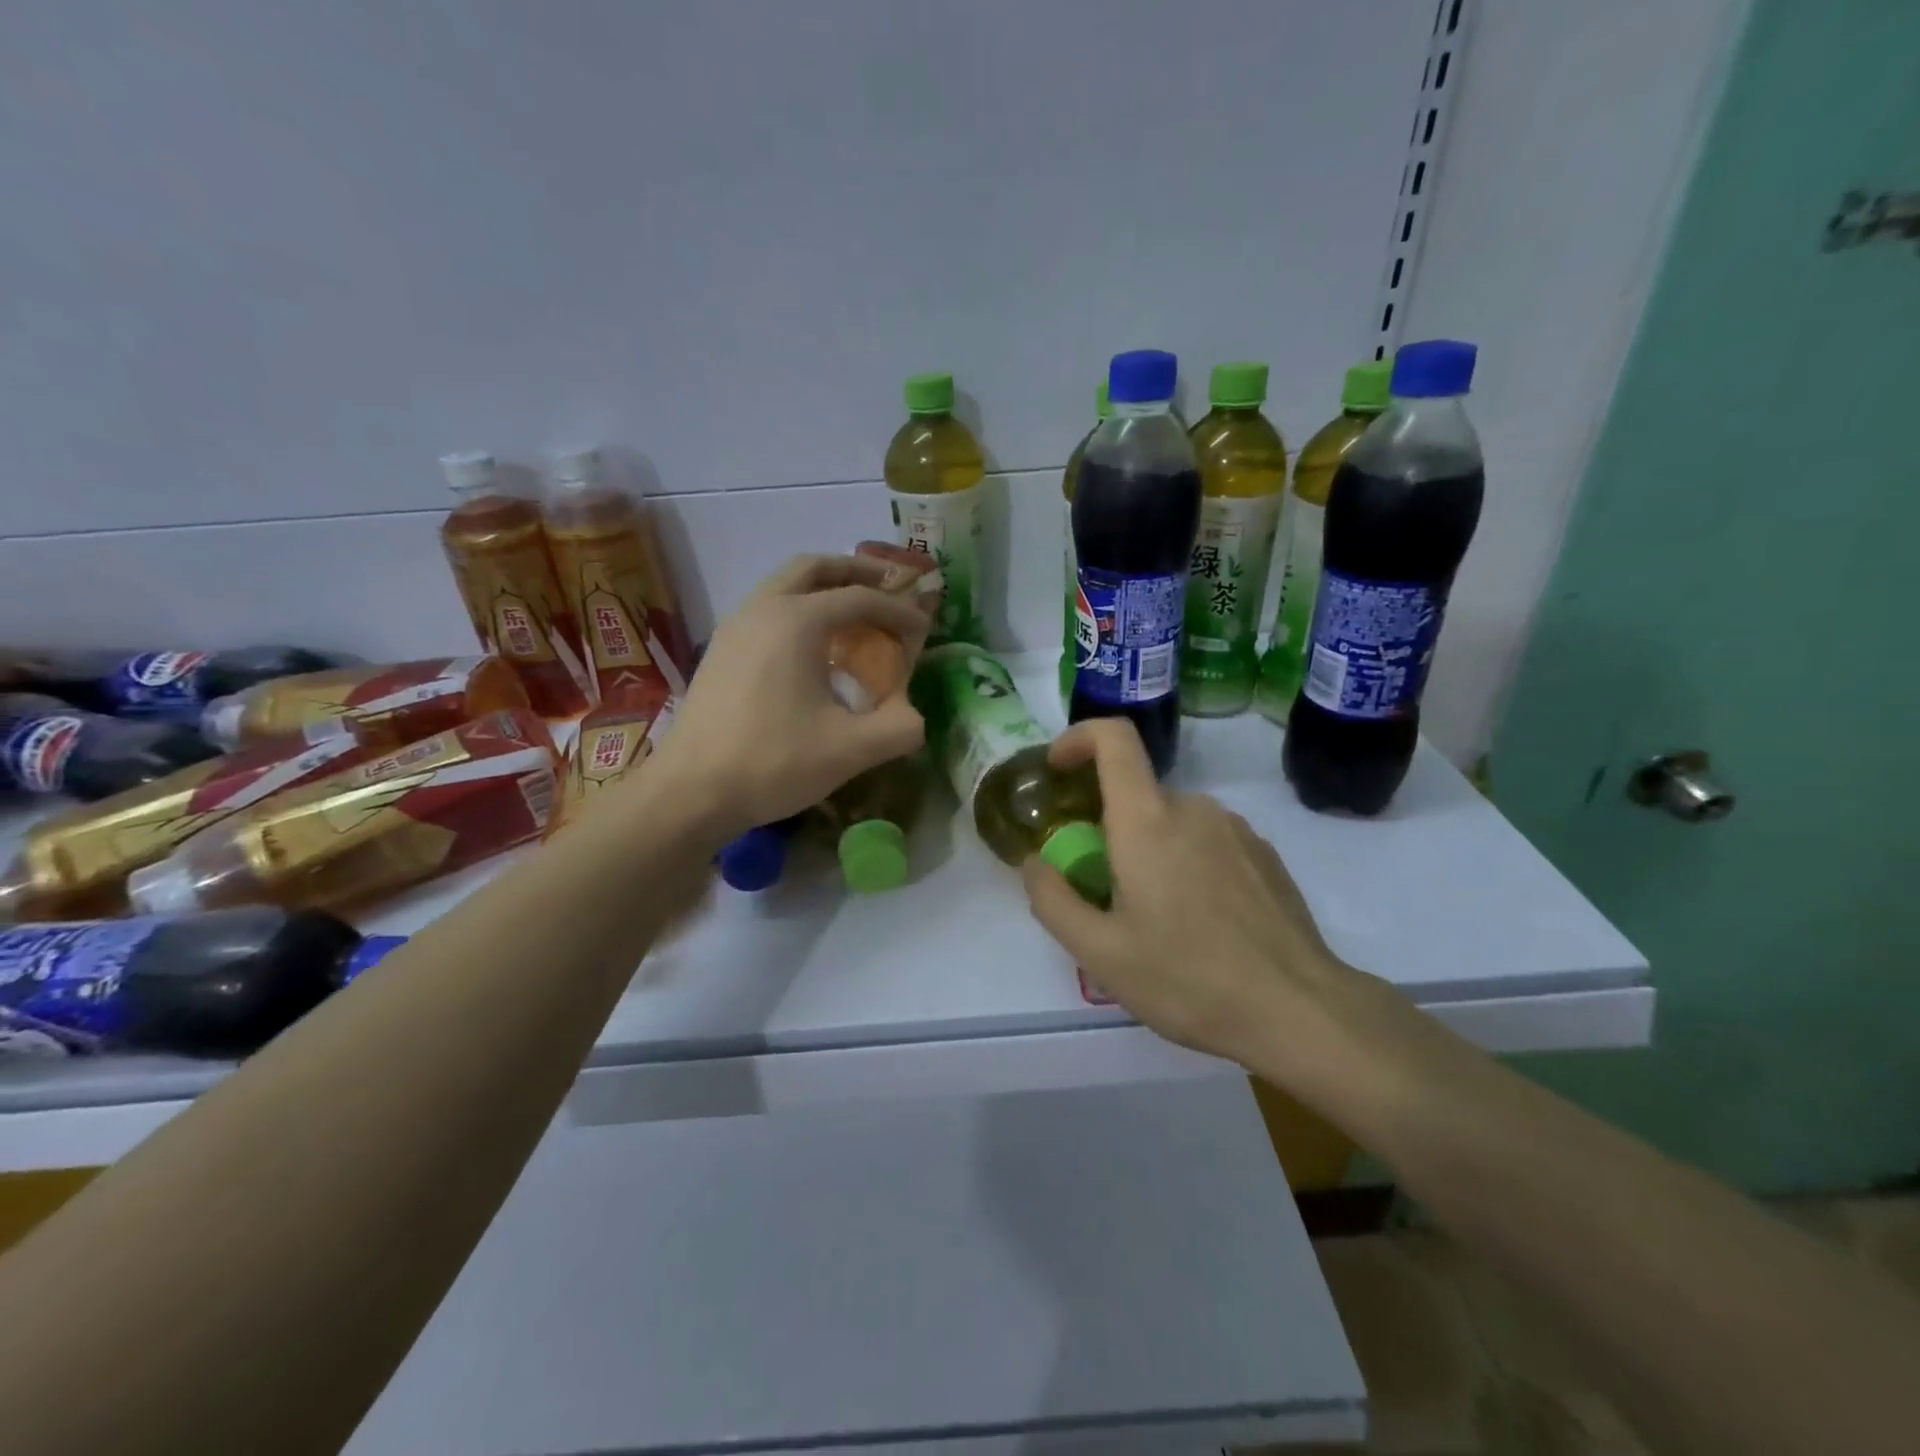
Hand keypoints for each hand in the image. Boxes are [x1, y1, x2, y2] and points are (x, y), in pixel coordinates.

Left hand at [643, 554, 930, 840]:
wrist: (690, 792)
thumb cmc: (773, 762)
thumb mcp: (850, 750)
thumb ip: (898, 728)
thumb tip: (914, 717)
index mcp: (796, 621)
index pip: (859, 598)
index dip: (898, 610)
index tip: (924, 629)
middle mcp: (762, 609)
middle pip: (813, 568)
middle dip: (855, 571)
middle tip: (887, 585)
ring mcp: (734, 627)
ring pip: (783, 585)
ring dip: (822, 589)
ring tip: (853, 615)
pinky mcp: (720, 651)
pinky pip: (766, 610)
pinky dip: (797, 610)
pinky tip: (812, 650)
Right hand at [1021, 719, 1394, 1084]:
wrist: (1298, 1010)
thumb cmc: (1188, 979)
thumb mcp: (1100, 953)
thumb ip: (1053, 900)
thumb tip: (1034, 862)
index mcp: (1147, 820)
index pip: (1114, 739)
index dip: (1079, 738)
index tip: (1058, 768)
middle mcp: (1194, 808)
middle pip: (1137, 795)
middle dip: (1110, 830)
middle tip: (1107, 893)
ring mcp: (1236, 829)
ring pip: (1173, 822)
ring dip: (1151, 851)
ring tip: (1157, 918)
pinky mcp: (1265, 854)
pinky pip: (1208, 841)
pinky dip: (1188, 863)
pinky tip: (1201, 922)